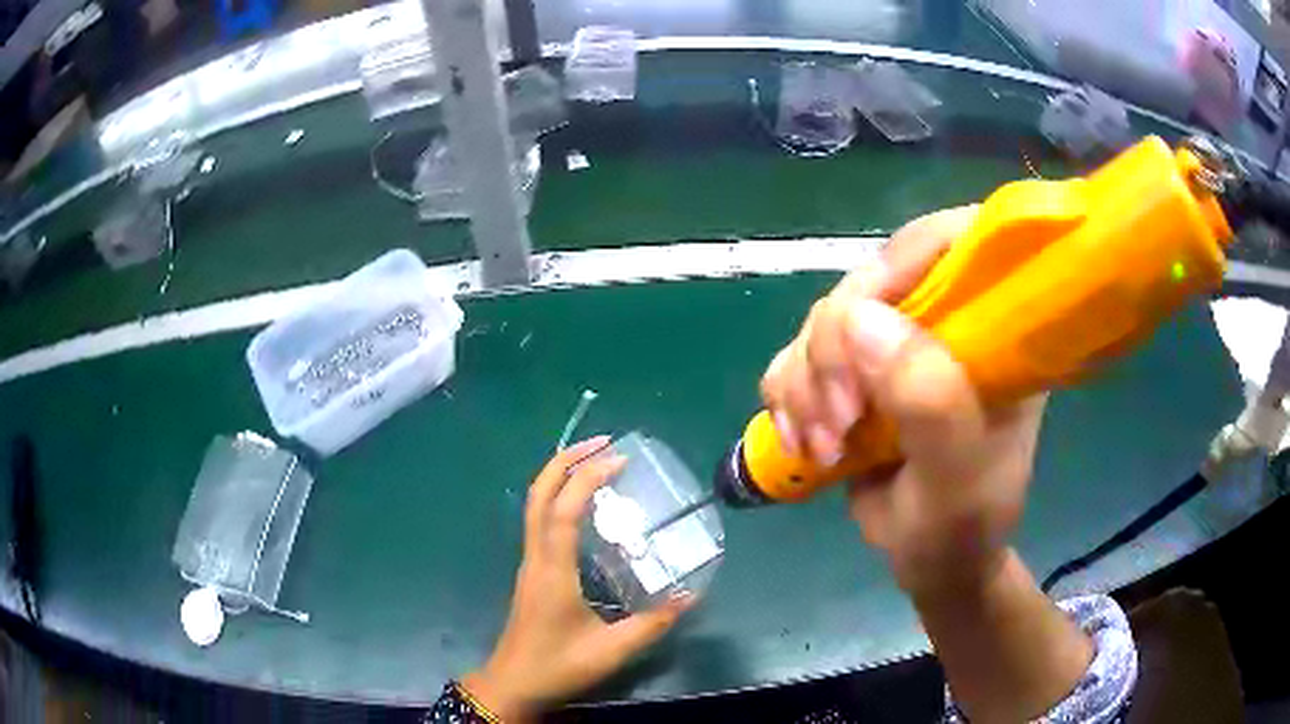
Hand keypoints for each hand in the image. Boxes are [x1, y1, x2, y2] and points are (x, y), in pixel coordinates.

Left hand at [463, 438, 694, 721]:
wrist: (513, 683)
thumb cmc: (558, 666)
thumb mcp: (611, 651)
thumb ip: (652, 624)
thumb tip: (689, 597)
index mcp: (553, 571)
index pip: (563, 511)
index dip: (586, 479)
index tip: (618, 459)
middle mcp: (536, 557)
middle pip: (538, 495)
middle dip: (565, 460)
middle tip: (602, 442)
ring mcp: (529, 563)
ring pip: (534, 504)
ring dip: (559, 475)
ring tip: (595, 461)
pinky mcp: (532, 571)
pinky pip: (539, 520)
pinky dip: (558, 497)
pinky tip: (583, 504)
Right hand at [759, 207, 1045, 593]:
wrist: (931, 560)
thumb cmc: (961, 525)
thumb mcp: (957, 478)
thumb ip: (929, 402)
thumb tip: (861, 319)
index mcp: (994, 329)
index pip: (953, 242)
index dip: (903, 261)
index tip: (863, 326)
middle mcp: (945, 321)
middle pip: (870, 279)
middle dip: (835, 350)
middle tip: (839, 422)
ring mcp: (896, 344)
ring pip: (823, 320)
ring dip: (807, 384)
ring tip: (823, 448)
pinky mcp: (854, 371)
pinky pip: (796, 356)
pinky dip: (788, 399)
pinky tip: (805, 443)